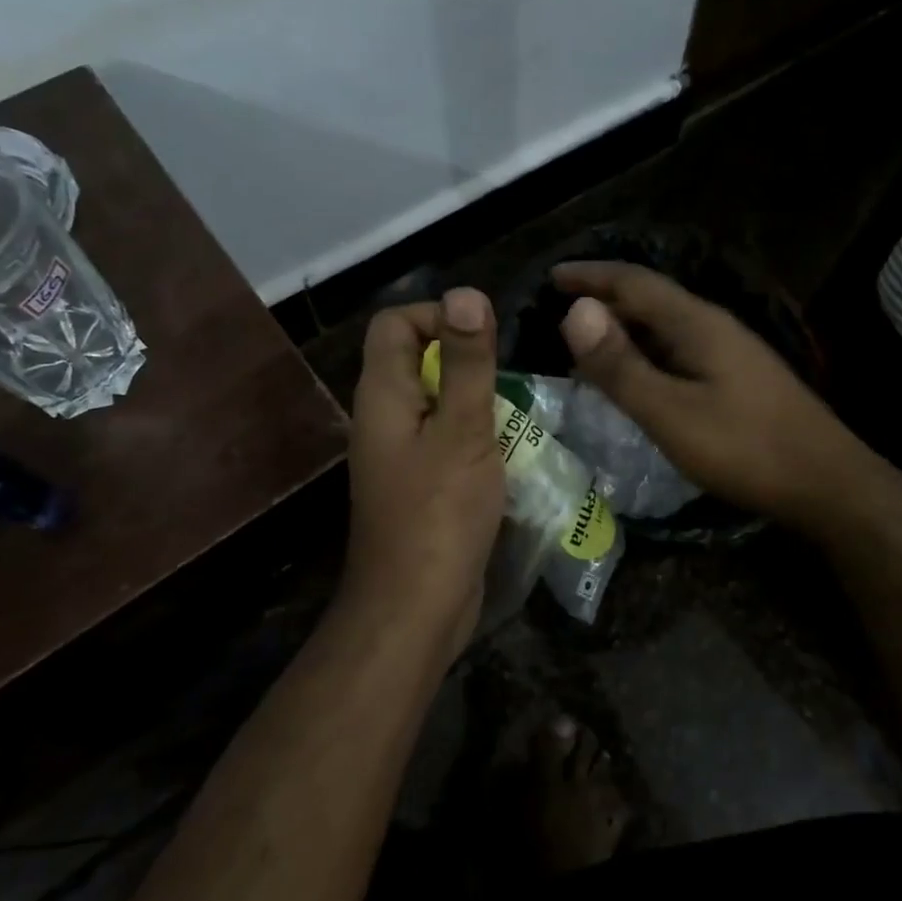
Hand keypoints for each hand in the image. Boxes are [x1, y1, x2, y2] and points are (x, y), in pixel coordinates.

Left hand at [342, 288, 504, 649]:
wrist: (415, 607)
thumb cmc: (439, 514)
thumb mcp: (462, 430)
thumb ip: (465, 363)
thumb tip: (466, 293)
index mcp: (383, 395)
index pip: (395, 323)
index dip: (438, 316)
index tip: (485, 341)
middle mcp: (384, 417)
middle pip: (417, 359)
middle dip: (466, 358)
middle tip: (509, 380)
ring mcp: (401, 453)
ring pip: (437, 401)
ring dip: (476, 399)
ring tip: (518, 415)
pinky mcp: (421, 483)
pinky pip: (447, 439)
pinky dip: (476, 435)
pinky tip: (510, 452)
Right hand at [554, 262, 867, 534]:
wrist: (828, 484)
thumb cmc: (745, 449)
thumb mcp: (670, 412)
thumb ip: (620, 365)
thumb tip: (574, 312)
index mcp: (696, 323)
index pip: (633, 282)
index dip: (590, 275)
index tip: (551, 275)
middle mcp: (713, 326)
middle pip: (650, 299)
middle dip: (603, 299)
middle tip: (559, 310)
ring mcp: (729, 352)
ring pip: (664, 326)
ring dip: (623, 327)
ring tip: (585, 342)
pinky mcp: (736, 378)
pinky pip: (677, 350)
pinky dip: (644, 353)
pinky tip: (634, 376)